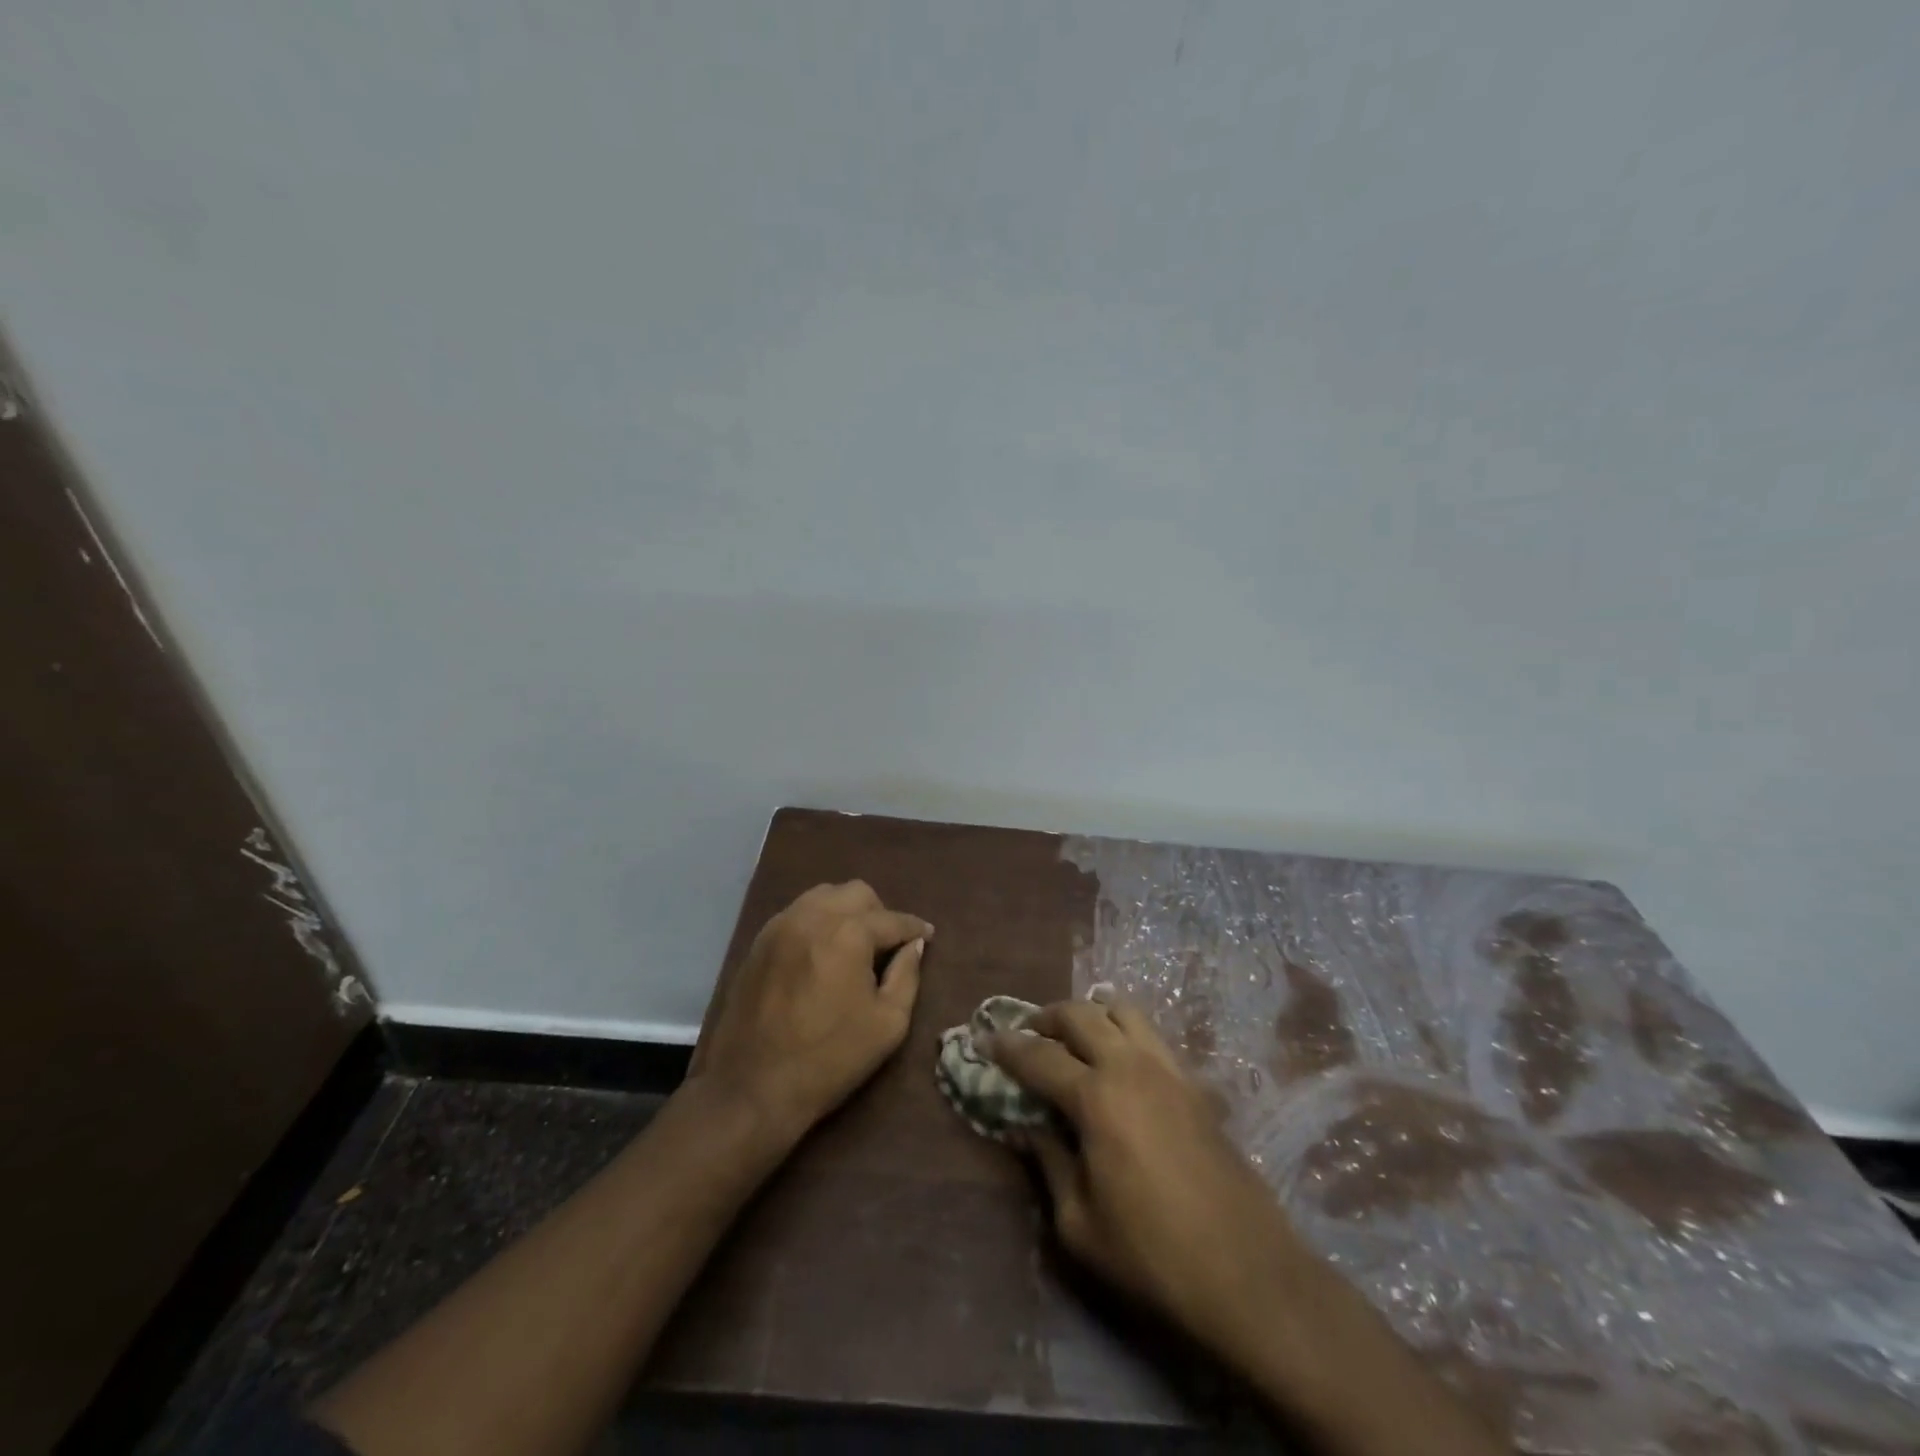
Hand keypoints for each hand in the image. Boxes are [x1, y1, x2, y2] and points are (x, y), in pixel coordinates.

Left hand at [687, 881, 932, 1145]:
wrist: (753, 1088)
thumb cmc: (830, 1059)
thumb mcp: (888, 1024)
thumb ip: (907, 975)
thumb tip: (915, 945)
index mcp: (848, 934)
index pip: (892, 919)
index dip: (914, 928)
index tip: (927, 936)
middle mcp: (813, 916)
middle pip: (857, 893)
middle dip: (879, 913)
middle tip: (888, 944)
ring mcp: (781, 925)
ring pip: (824, 896)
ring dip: (846, 911)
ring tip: (855, 944)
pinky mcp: (760, 941)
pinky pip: (798, 913)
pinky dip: (818, 921)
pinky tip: (823, 951)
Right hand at [988, 998, 1298, 1351]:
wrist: (1248, 1275)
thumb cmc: (1152, 1256)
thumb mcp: (1078, 1223)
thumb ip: (1048, 1161)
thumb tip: (1027, 1124)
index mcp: (1097, 1097)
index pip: (1039, 1056)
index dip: (1006, 1047)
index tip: (984, 1040)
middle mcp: (1131, 1066)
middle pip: (1081, 1014)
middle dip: (1046, 1017)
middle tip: (1027, 1033)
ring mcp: (1169, 1070)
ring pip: (1122, 1010)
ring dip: (1090, 1013)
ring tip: (1073, 1038)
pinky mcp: (1194, 1085)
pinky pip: (1151, 1035)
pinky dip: (1124, 1032)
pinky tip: (1117, 1064)